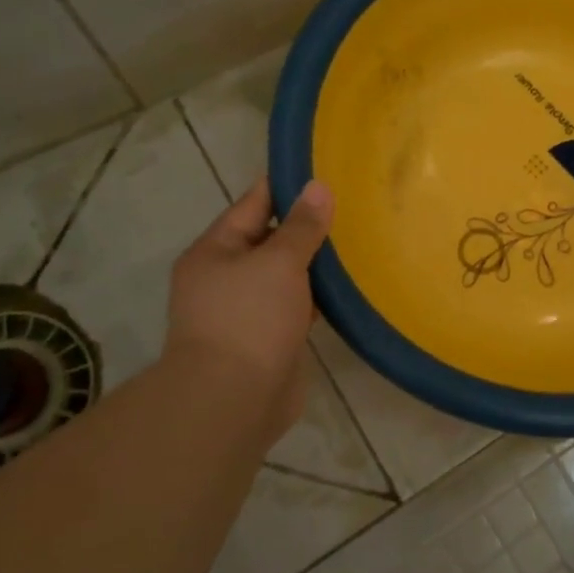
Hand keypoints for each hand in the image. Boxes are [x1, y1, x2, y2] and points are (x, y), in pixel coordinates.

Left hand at [160, 178, 333, 447]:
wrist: (233, 401)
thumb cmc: (249, 319)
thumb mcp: (278, 262)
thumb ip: (301, 226)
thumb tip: (318, 187)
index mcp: (215, 251)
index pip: (252, 205)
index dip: (285, 187)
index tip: (322, 171)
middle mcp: (226, 277)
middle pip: (270, 240)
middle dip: (306, 226)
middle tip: (352, 206)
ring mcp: (247, 311)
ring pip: (286, 276)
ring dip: (315, 264)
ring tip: (358, 242)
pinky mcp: (269, 339)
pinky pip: (297, 306)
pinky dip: (318, 297)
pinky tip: (348, 287)